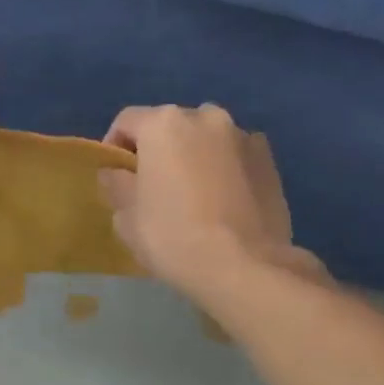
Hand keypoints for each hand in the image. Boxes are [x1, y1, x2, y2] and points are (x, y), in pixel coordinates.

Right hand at [98, 105, 325, 302]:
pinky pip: (235, 155)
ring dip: (195, 155)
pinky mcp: (269, 160)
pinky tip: (224, 198)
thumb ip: (116, 186)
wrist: (243, 266)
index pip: (127, 121)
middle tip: (154, 185)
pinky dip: (225, 167)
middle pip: (170, 126)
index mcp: (163, 124)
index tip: (116, 176)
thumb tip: (114, 173)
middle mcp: (204, 117)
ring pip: (206, 138)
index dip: (115, 146)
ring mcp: (242, 136)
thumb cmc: (172, 237)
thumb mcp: (127, 218)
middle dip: (159, 149)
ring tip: (193, 192)